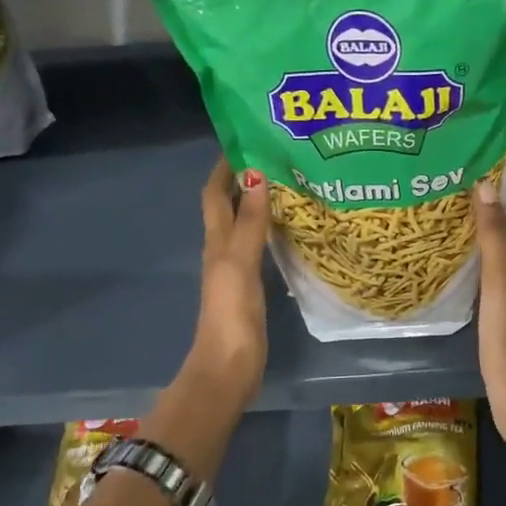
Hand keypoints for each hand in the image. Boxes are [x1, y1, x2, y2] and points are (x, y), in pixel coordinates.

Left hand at [189, 156, 270, 399]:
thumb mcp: (240, 261)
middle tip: (275, 156)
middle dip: (244, 179)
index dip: (223, 168)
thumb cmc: (232, 311)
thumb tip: (255, 175)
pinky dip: (270, 229)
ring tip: (287, 182)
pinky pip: (259, 245)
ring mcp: (237, 268)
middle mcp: (223, 248)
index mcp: (217, 240)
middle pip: (229, 206)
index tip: (243, 140)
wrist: (230, 364)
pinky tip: (290, 227)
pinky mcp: (252, 285)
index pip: (214, 194)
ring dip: (258, 202)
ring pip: (245, 224)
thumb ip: (250, 222)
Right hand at [474, 178, 505, 465]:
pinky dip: (489, 257)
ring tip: (462, 217)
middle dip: (503, 207)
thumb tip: (486, 184)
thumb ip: (494, 230)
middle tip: (469, 191)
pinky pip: (504, 270)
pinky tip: (467, 259)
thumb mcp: (500, 273)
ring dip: (495, 231)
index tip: (490, 173)